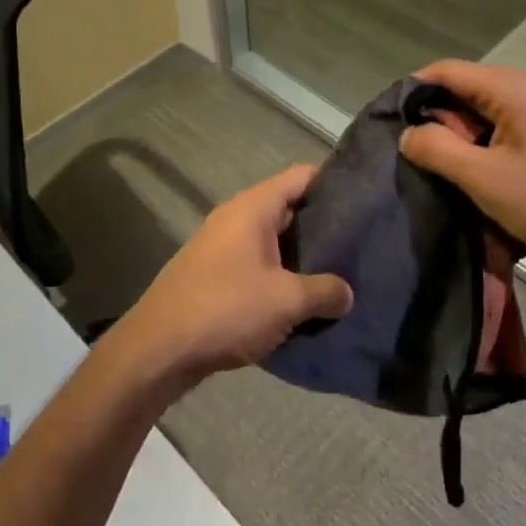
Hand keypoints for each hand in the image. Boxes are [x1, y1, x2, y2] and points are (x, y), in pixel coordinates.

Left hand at [117, 164, 352, 388]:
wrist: (159, 349)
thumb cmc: (226, 309)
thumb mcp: (286, 300)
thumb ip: (325, 291)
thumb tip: (347, 293)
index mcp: (252, 208)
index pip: (301, 176)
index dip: (334, 180)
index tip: (367, 196)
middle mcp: (235, 218)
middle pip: (289, 208)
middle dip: (324, 224)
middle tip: (363, 240)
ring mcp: (222, 247)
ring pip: (274, 241)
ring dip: (303, 256)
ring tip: (342, 272)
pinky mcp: (215, 276)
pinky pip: (258, 265)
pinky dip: (281, 276)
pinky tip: (305, 299)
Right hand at [399, 60, 525, 262]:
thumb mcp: (484, 177)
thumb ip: (438, 149)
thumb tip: (408, 133)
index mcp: (509, 88)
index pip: (444, 71)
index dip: (412, 93)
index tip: (391, 125)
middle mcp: (524, 89)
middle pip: (462, 91)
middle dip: (435, 121)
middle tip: (416, 158)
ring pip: (479, 114)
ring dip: (458, 140)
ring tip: (441, 172)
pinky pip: (499, 130)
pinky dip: (480, 148)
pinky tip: (474, 177)